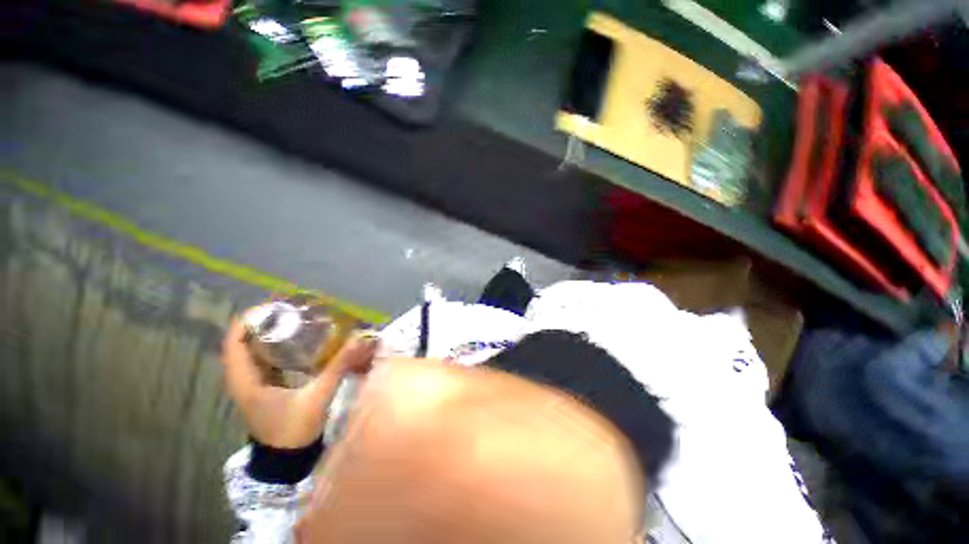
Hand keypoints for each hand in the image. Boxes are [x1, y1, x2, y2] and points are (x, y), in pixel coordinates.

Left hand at [221, 313, 378, 448]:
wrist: (287, 460)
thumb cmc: (294, 431)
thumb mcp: (317, 398)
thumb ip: (338, 368)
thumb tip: (359, 340)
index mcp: (246, 380)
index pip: (235, 341)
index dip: (251, 319)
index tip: (277, 305)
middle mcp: (244, 378)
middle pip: (245, 340)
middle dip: (266, 321)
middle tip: (294, 309)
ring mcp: (254, 382)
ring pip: (254, 349)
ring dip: (271, 332)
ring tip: (297, 319)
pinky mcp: (265, 386)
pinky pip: (266, 358)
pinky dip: (278, 345)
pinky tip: (299, 341)